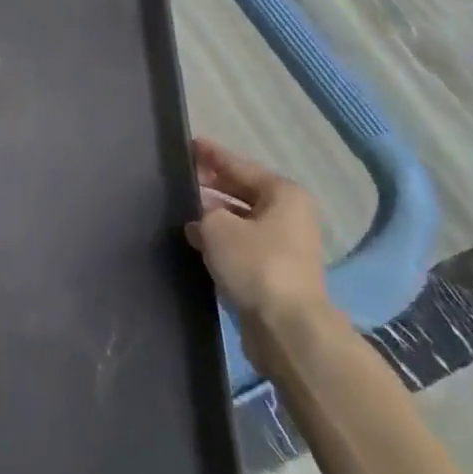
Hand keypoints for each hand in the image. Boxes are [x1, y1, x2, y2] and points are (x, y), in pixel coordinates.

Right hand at [185, 138, 337, 377]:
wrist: (287, 329)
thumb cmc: (256, 264)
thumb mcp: (217, 226)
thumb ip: (202, 212)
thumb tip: (200, 219)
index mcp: (283, 194)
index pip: (240, 165)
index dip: (212, 155)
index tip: (189, 144)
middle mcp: (290, 215)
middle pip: (244, 191)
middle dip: (213, 185)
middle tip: (182, 177)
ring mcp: (286, 246)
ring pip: (242, 220)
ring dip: (215, 215)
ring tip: (183, 209)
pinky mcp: (276, 274)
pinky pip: (243, 246)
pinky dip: (222, 241)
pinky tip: (196, 240)